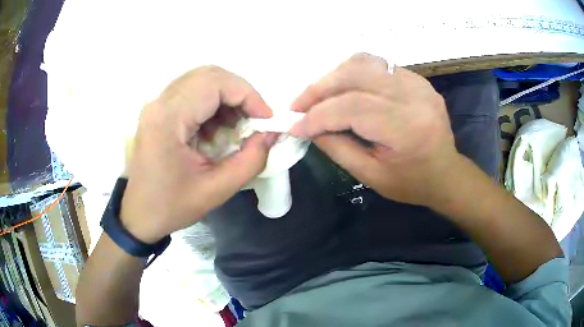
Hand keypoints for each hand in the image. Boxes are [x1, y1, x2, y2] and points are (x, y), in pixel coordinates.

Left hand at [121, 66, 277, 242]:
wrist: (140, 215)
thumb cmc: (172, 206)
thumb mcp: (217, 190)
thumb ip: (251, 160)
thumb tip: (271, 133)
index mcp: (168, 119)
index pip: (215, 83)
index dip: (248, 95)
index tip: (266, 119)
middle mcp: (160, 103)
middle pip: (208, 75)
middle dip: (239, 93)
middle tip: (254, 119)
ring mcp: (156, 104)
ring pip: (201, 80)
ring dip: (226, 98)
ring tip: (237, 126)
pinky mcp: (158, 111)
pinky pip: (191, 93)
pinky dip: (213, 104)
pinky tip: (217, 129)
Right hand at [289, 54, 462, 208]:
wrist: (446, 173)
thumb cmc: (412, 183)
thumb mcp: (371, 176)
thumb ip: (337, 147)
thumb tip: (308, 126)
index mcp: (408, 128)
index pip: (353, 108)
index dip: (318, 115)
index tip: (294, 125)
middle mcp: (415, 96)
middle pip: (356, 75)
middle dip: (320, 88)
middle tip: (298, 105)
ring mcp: (418, 83)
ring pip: (365, 63)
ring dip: (334, 76)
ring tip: (317, 95)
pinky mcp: (417, 79)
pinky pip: (377, 65)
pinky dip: (352, 73)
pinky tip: (342, 89)